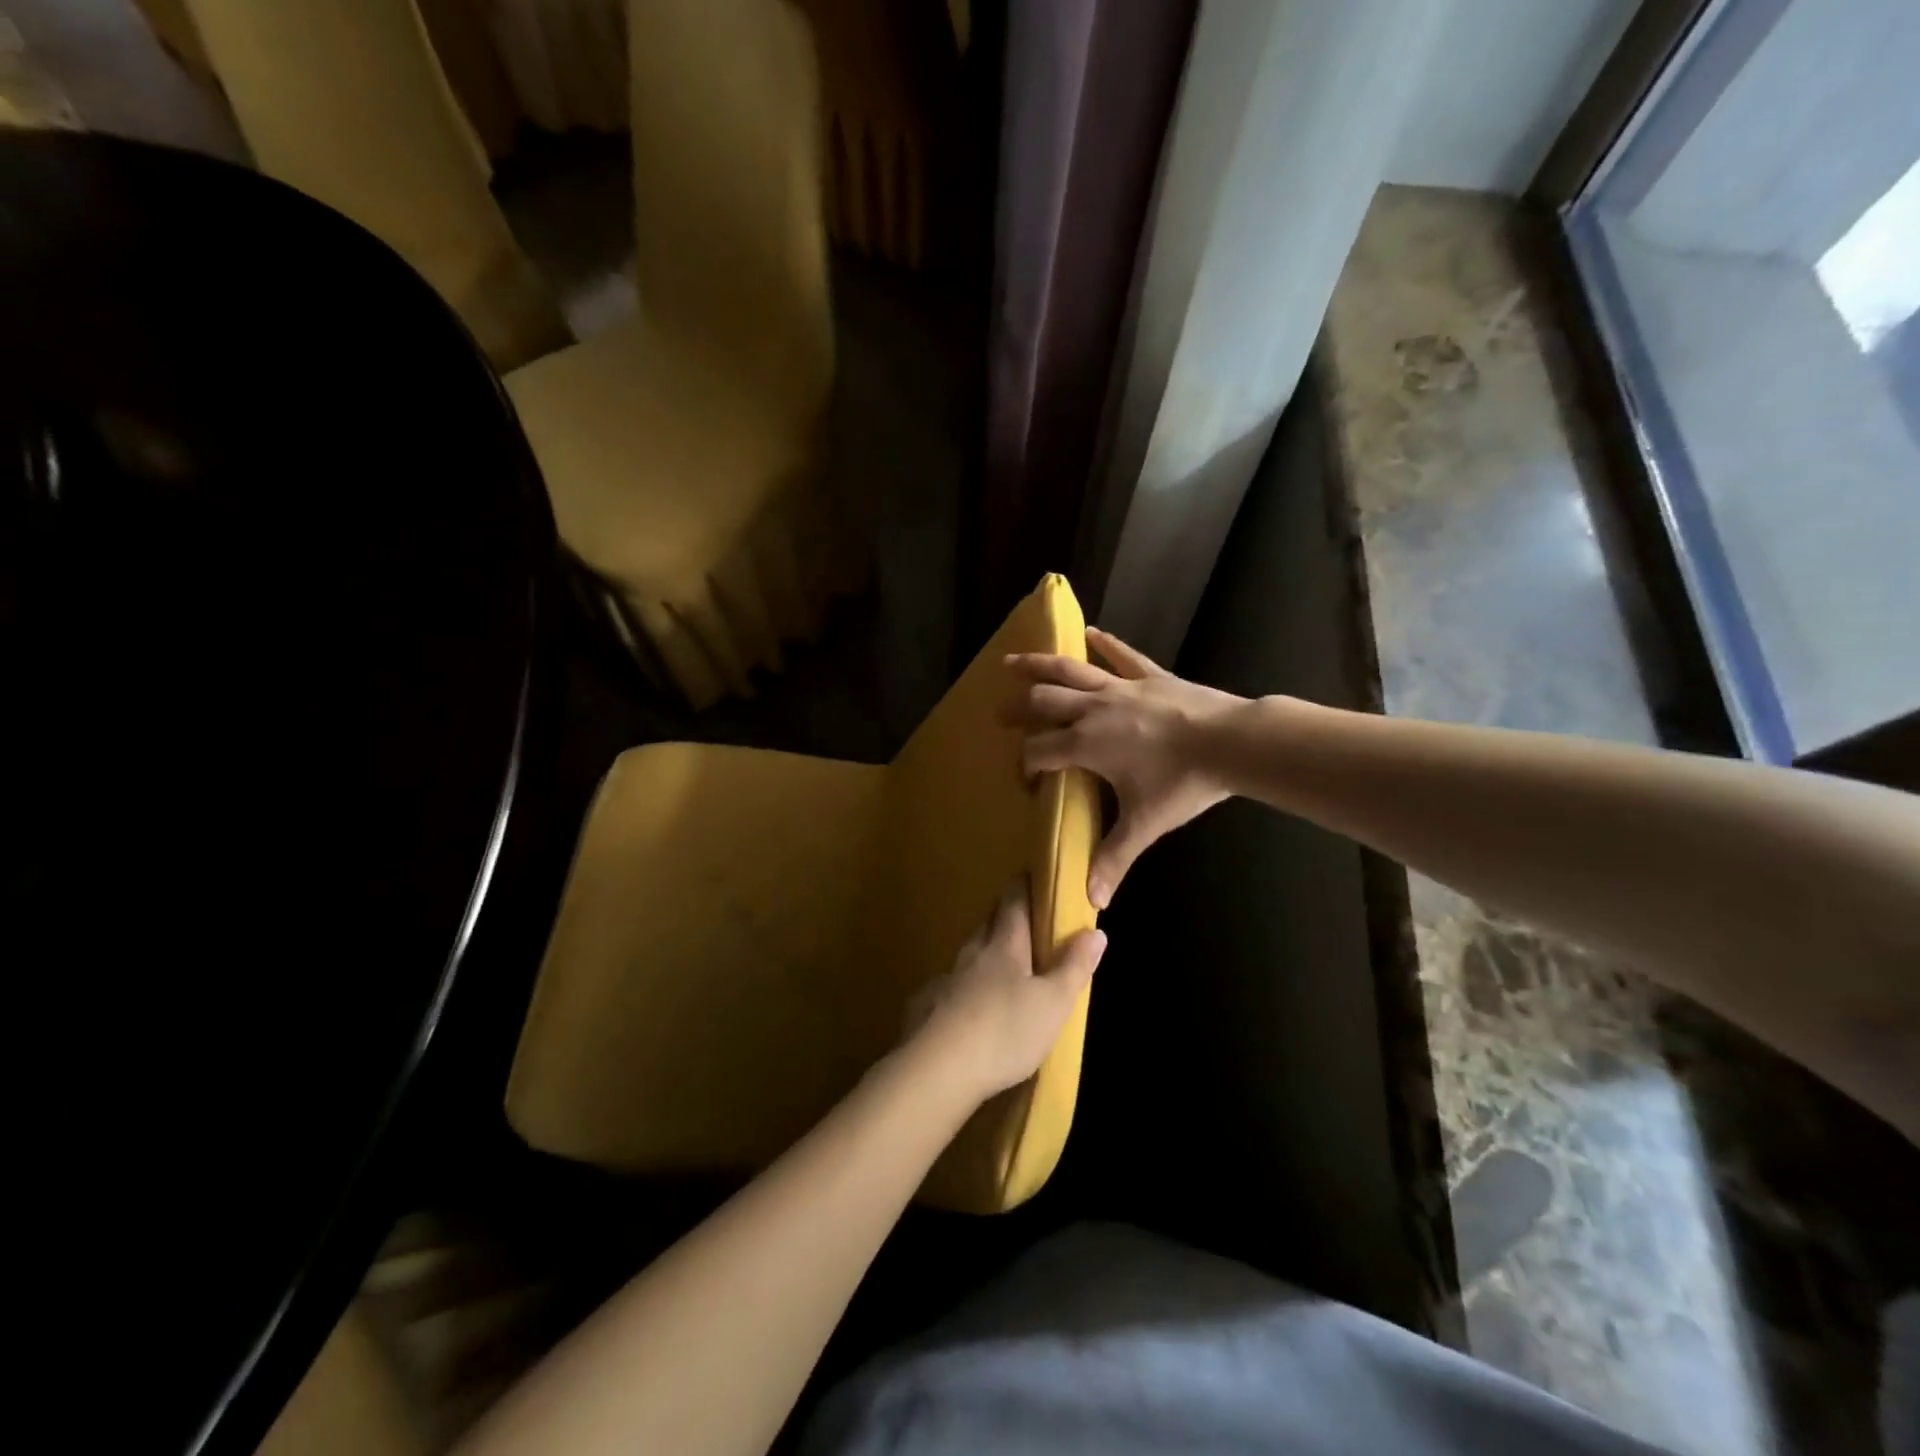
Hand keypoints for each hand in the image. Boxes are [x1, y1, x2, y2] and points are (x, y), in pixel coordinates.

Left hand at [905, 882, 1106, 1103]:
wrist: (938, 1069)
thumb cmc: (1005, 1031)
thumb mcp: (1053, 1003)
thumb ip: (1074, 967)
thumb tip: (1095, 931)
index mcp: (1005, 946)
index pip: (1013, 903)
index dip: (1023, 887)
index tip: (1030, 876)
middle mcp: (972, 954)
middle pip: (987, 924)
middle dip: (1003, 918)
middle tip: (1021, 924)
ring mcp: (945, 979)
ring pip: (967, 956)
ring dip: (982, 955)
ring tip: (998, 970)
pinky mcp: (924, 1007)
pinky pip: (947, 989)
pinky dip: (960, 990)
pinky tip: (964, 1009)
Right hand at [1007, 628, 1245, 907]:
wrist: (1232, 743)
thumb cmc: (1183, 783)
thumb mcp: (1145, 824)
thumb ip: (1114, 858)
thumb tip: (1092, 900)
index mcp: (1086, 744)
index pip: (1039, 751)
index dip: (1025, 764)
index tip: (1026, 779)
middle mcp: (1093, 709)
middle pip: (1043, 702)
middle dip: (1018, 709)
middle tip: (1002, 715)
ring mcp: (1121, 687)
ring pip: (1070, 669)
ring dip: (1038, 664)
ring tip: (1011, 661)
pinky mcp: (1150, 675)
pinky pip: (1122, 655)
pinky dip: (1105, 643)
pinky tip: (1090, 631)